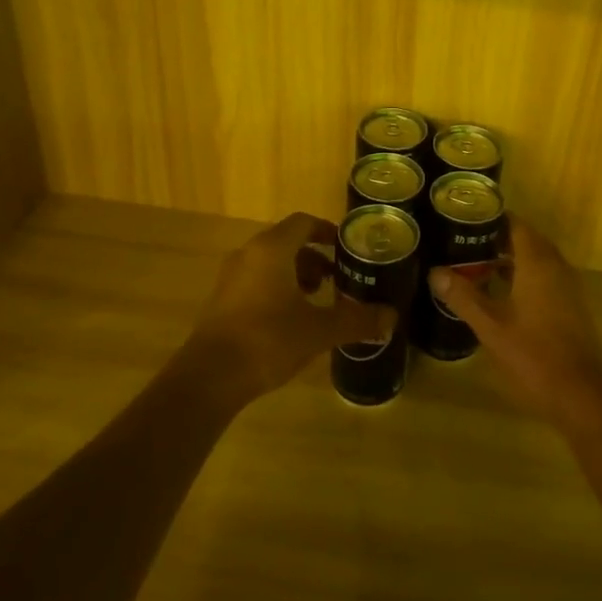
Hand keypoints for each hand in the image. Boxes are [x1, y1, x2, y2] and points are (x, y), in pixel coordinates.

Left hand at [180, 212, 391, 405]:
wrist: (209, 378)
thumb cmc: (268, 340)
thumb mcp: (319, 330)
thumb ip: (356, 320)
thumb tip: (392, 318)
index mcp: (272, 249)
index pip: (303, 223)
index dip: (327, 231)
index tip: (346, 248)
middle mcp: (249, 254)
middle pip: (287, 242)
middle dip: (315, 258)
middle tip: (337, 279)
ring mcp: (231, 278)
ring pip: (270, 264)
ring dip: (296, 275)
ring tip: (317, 301)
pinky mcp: (221, 302)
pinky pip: (255, 282)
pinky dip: (277, 290)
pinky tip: (291, 321)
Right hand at [429, 221, 601, 424]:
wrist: (579, 393)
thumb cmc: (533, 355)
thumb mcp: (490, 327)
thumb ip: (463, 297)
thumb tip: (434, 272)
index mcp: (537, 264)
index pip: (517, 225)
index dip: (493, 218)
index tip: (466, 217)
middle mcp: (556, 267)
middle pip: (527, 239)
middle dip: (498, 237)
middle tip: (465, 239)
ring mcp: (566, 286)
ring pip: (537, 259)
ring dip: (511, 257)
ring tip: (477, 261)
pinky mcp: (570, 305)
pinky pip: (545, 276)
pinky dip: (524, 274)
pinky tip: (501, 291)